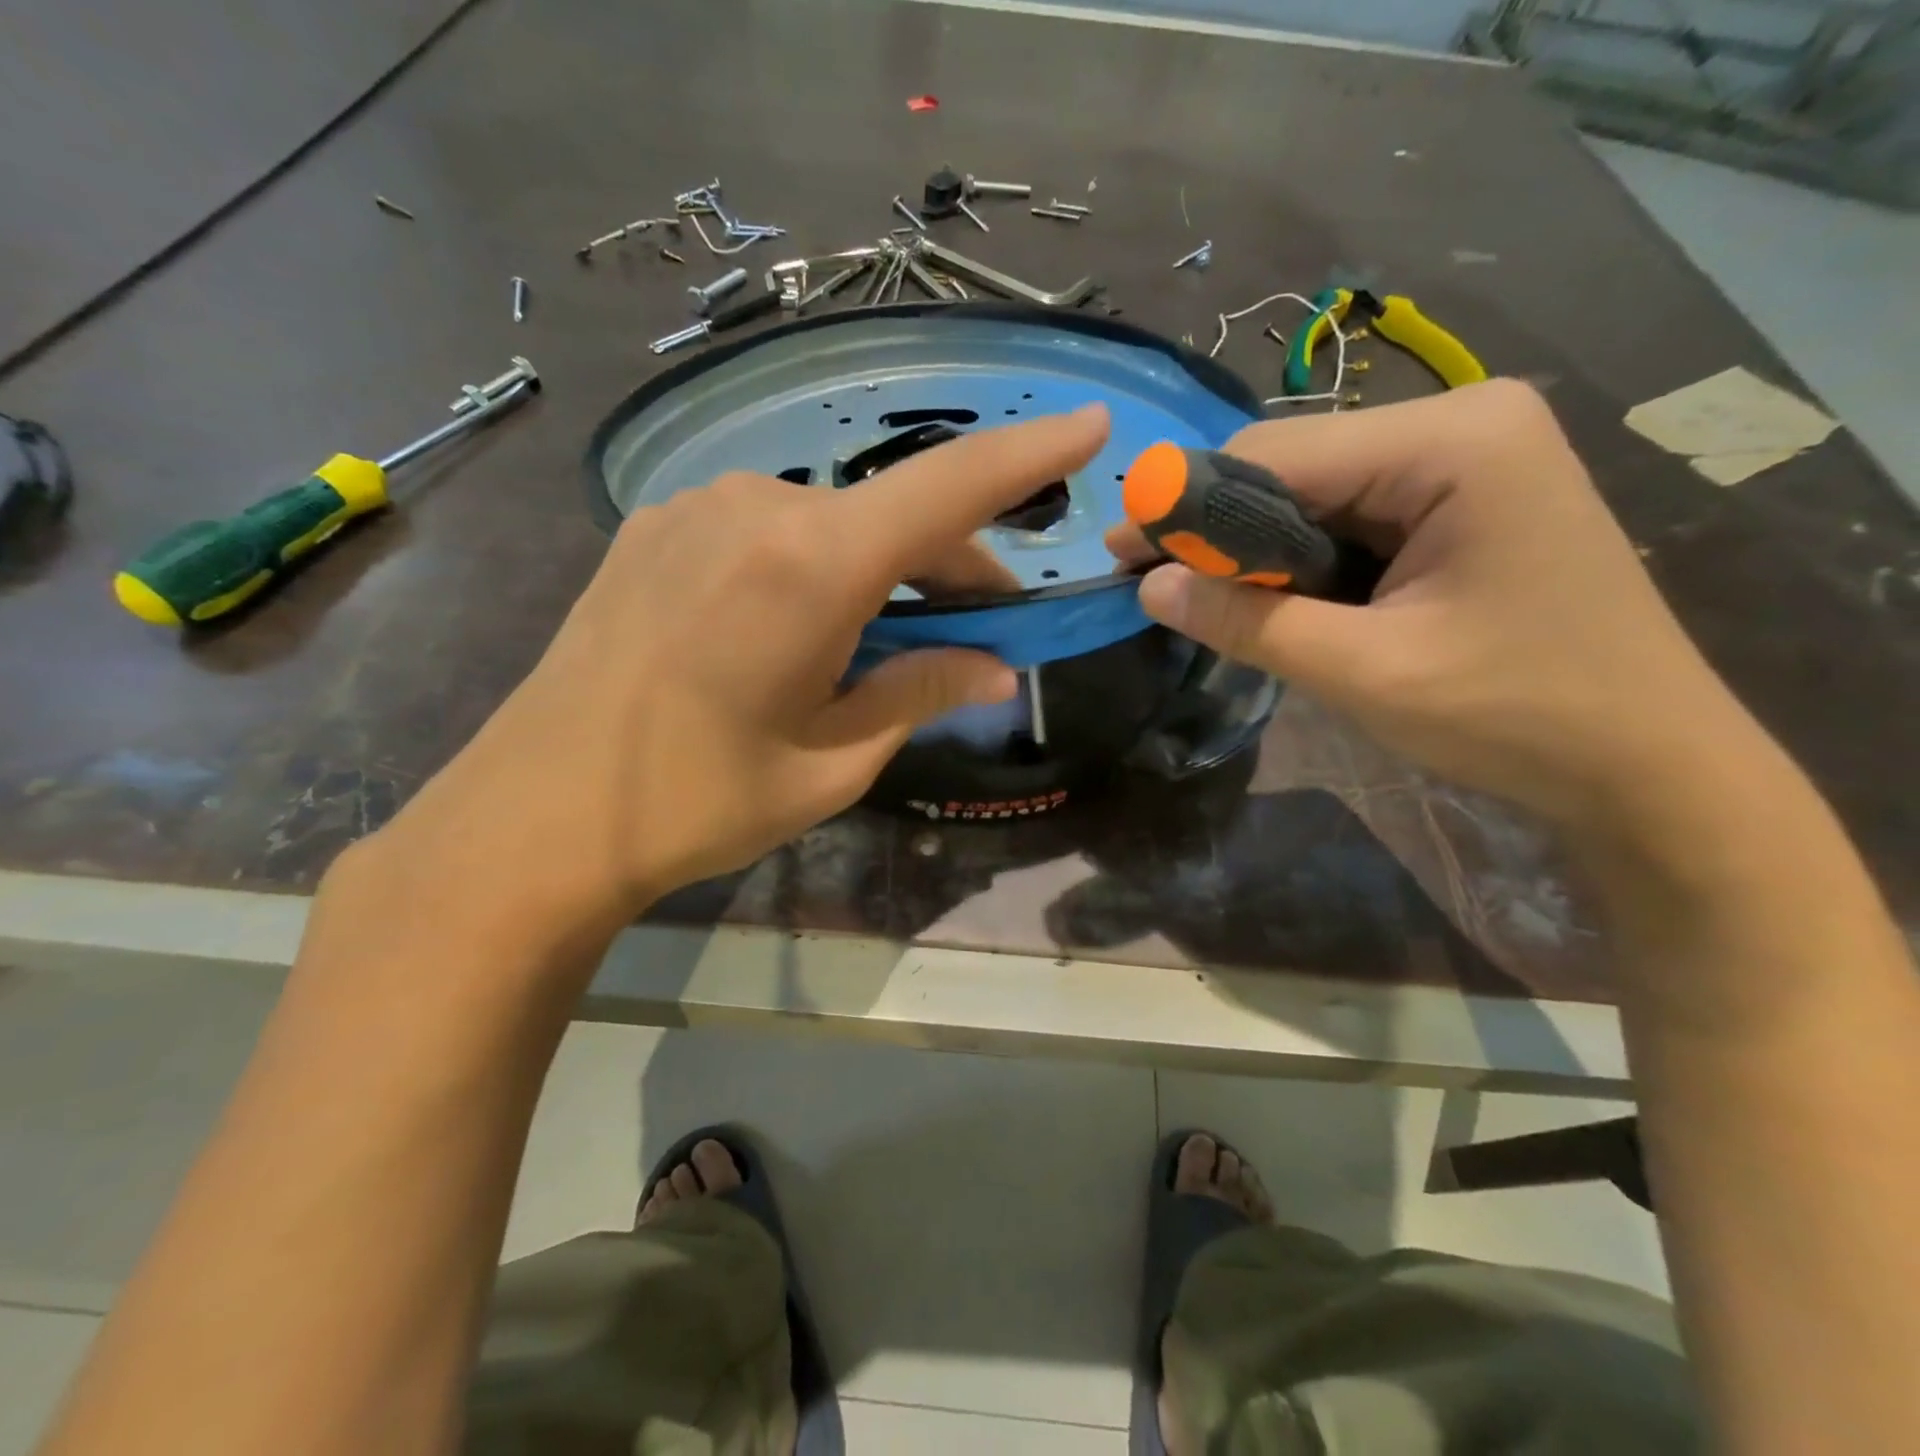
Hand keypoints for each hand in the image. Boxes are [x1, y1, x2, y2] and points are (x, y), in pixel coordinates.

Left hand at [377, 406, 1109, 930]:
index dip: (1028, 455)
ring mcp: (697, 507)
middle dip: (952, 562)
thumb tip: (996, 667)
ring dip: (881, 567)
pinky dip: (818, 562)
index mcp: (810, 566)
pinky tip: (801, 624)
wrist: (537, 814)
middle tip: (978, 628)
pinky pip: (771, 528)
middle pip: (893, 513)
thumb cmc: (698, 800)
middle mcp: (756, 506)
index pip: (948, 488)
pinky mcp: (658, 526)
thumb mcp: (833, 762)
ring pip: (833, 520)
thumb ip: (921, 694)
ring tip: (882, 640)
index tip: (1090, 425)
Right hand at [1108, 381, 1749, 831]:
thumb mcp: (1363, 672)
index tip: (1121, 553)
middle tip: (1152, 584)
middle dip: (1219, 529)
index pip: (1276, 452)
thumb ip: (1247, 622)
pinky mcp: (1462, 499)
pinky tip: (1272, 598)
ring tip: (1203, 601)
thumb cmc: (1516, 715)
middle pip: (1294, 465)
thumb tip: (1148, 586)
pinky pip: (1350, 516)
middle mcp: (1460, 423)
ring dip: (1256, 550)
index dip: (1187, 504)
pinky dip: (1300, 560)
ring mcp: (1467, 459)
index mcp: (1452, 440)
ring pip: (1315, 493)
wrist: (1646, 765)